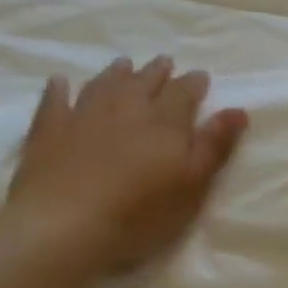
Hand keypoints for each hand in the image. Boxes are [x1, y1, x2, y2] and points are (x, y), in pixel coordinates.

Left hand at [7, 55, 247, 274]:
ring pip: (103, 85)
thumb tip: (239, 109)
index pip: (183, 93)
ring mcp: (83, 116)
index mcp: (164, 122)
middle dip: (157, 72)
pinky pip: (54, 101)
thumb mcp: (192, 184)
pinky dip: (59, 89)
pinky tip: (60, 81)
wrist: (63, 226)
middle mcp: (126, 109)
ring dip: (116, 73)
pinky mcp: (48, 132)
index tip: (201, 76)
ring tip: (124, 63)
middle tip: (164, 61)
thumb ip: (215, 145)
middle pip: (144, 82)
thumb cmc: (140, 212)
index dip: (193, 83)